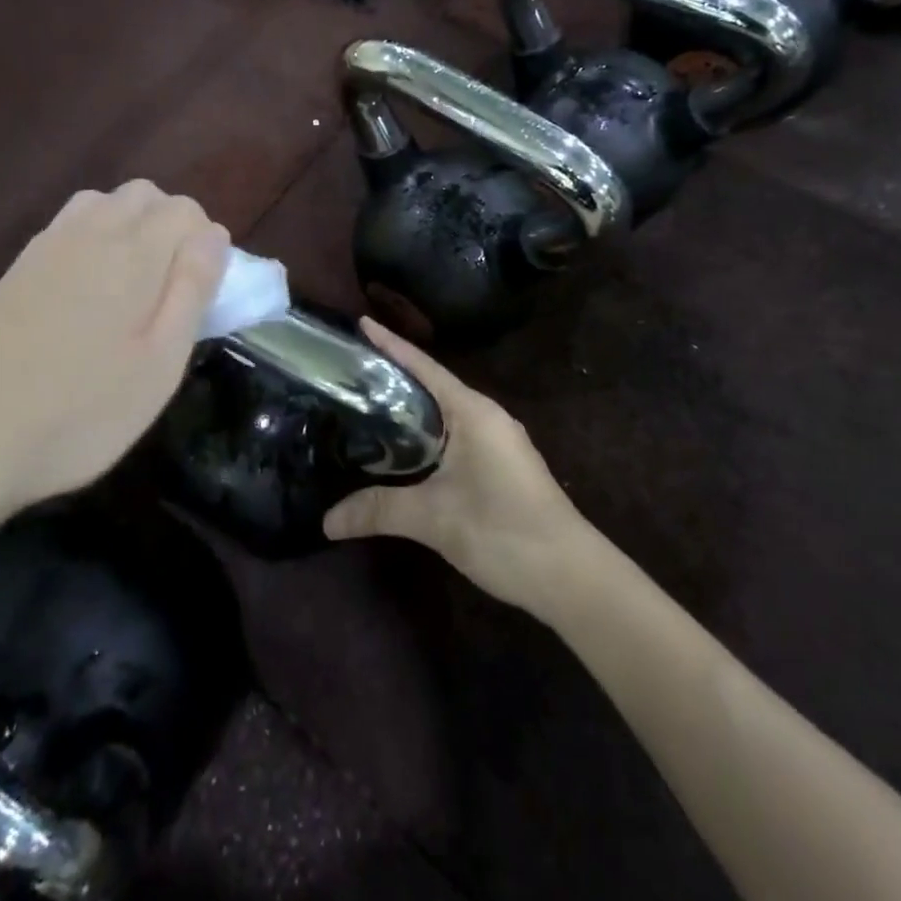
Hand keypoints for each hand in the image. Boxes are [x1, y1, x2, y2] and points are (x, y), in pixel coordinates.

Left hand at [0, 182, 229, 523]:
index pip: (184, 210)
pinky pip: (70, 223)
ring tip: (132, 282)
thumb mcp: (160, 363)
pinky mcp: (19, 266)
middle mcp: (90, 233)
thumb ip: (192, 289)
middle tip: (170, 287)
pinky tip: (88, 287)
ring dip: (130, 224)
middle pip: (145, 195)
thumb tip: (214, 235)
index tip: (202, 291)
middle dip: (171, 225)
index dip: (205, 242)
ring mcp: (48, 245)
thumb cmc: (83, 411)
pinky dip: (94, 235)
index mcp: (132, 253)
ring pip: (104, 202)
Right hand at [323, 319, 590, 607]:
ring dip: (412, 407)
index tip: (362, 322)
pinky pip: (456, 434)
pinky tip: (406, 449)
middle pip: (433, 385)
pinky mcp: (503, 466)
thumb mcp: (434, 518)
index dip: (391, 344)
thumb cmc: (504, 531)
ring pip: (445, 412)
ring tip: (369, 405)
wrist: (573, 578)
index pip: (424, 367)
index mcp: (473, 412)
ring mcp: (499, 441)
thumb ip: (378, 511)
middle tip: (352, 370)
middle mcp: (487, 417)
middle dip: (395, 375)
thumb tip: (327, 520)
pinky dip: (428, 432)